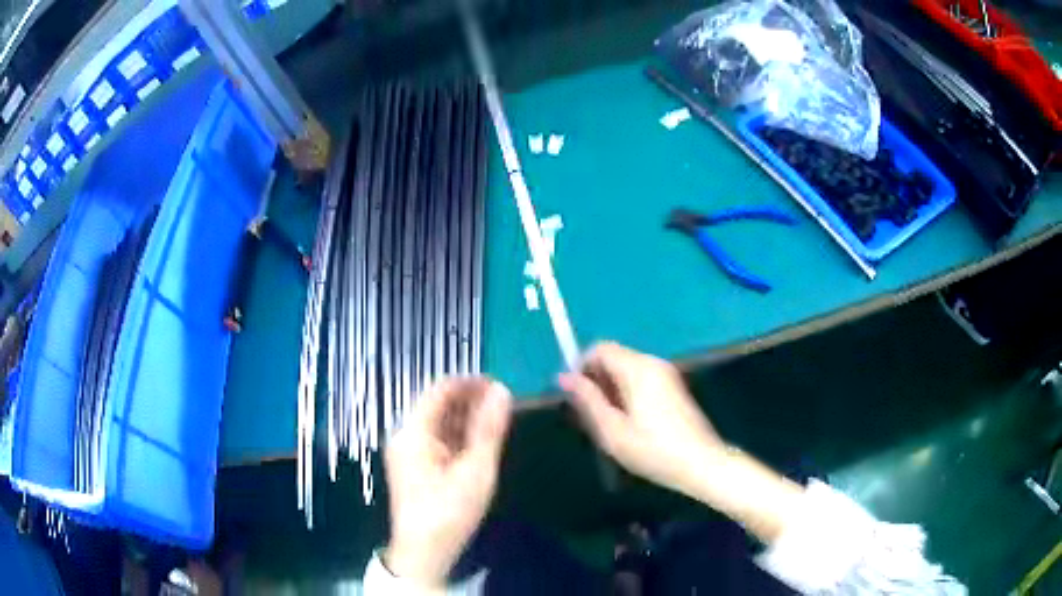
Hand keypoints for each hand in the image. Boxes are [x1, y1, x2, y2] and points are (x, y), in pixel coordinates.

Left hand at [384, 377, 512, 588]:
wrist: (423, 554)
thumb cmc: (449, 512)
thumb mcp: (475, 471)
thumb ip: (489, 429)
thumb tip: (502, 390)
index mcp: (413, 432)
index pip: (440, 390)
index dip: (471, 383)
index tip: (502, 387)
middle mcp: (405, 436)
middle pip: (438, 405)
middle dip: (471, 401)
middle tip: (506, 408)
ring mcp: (407, 452)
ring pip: (439, 423)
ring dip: (467, 419)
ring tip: (498, 424)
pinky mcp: (414, 467)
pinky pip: (437, 440)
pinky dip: (459, 437)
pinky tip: (480, 445)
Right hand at [559, 342, 723, 499]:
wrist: (701, 464)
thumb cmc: (654, 450)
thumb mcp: (613, 431)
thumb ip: (588, 400)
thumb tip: (564, 377)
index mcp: (638, 369)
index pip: (600, 348)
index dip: (581, 366)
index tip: (573, 396)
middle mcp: (653, 363)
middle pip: (613, 357)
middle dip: (595, 380)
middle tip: (589, 416)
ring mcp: (666, 374)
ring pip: (625, 369)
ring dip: (610, 388)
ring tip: (607, 423)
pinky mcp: (673, 386)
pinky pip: (640, 378)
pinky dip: (626, 392)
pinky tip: (627, 422)